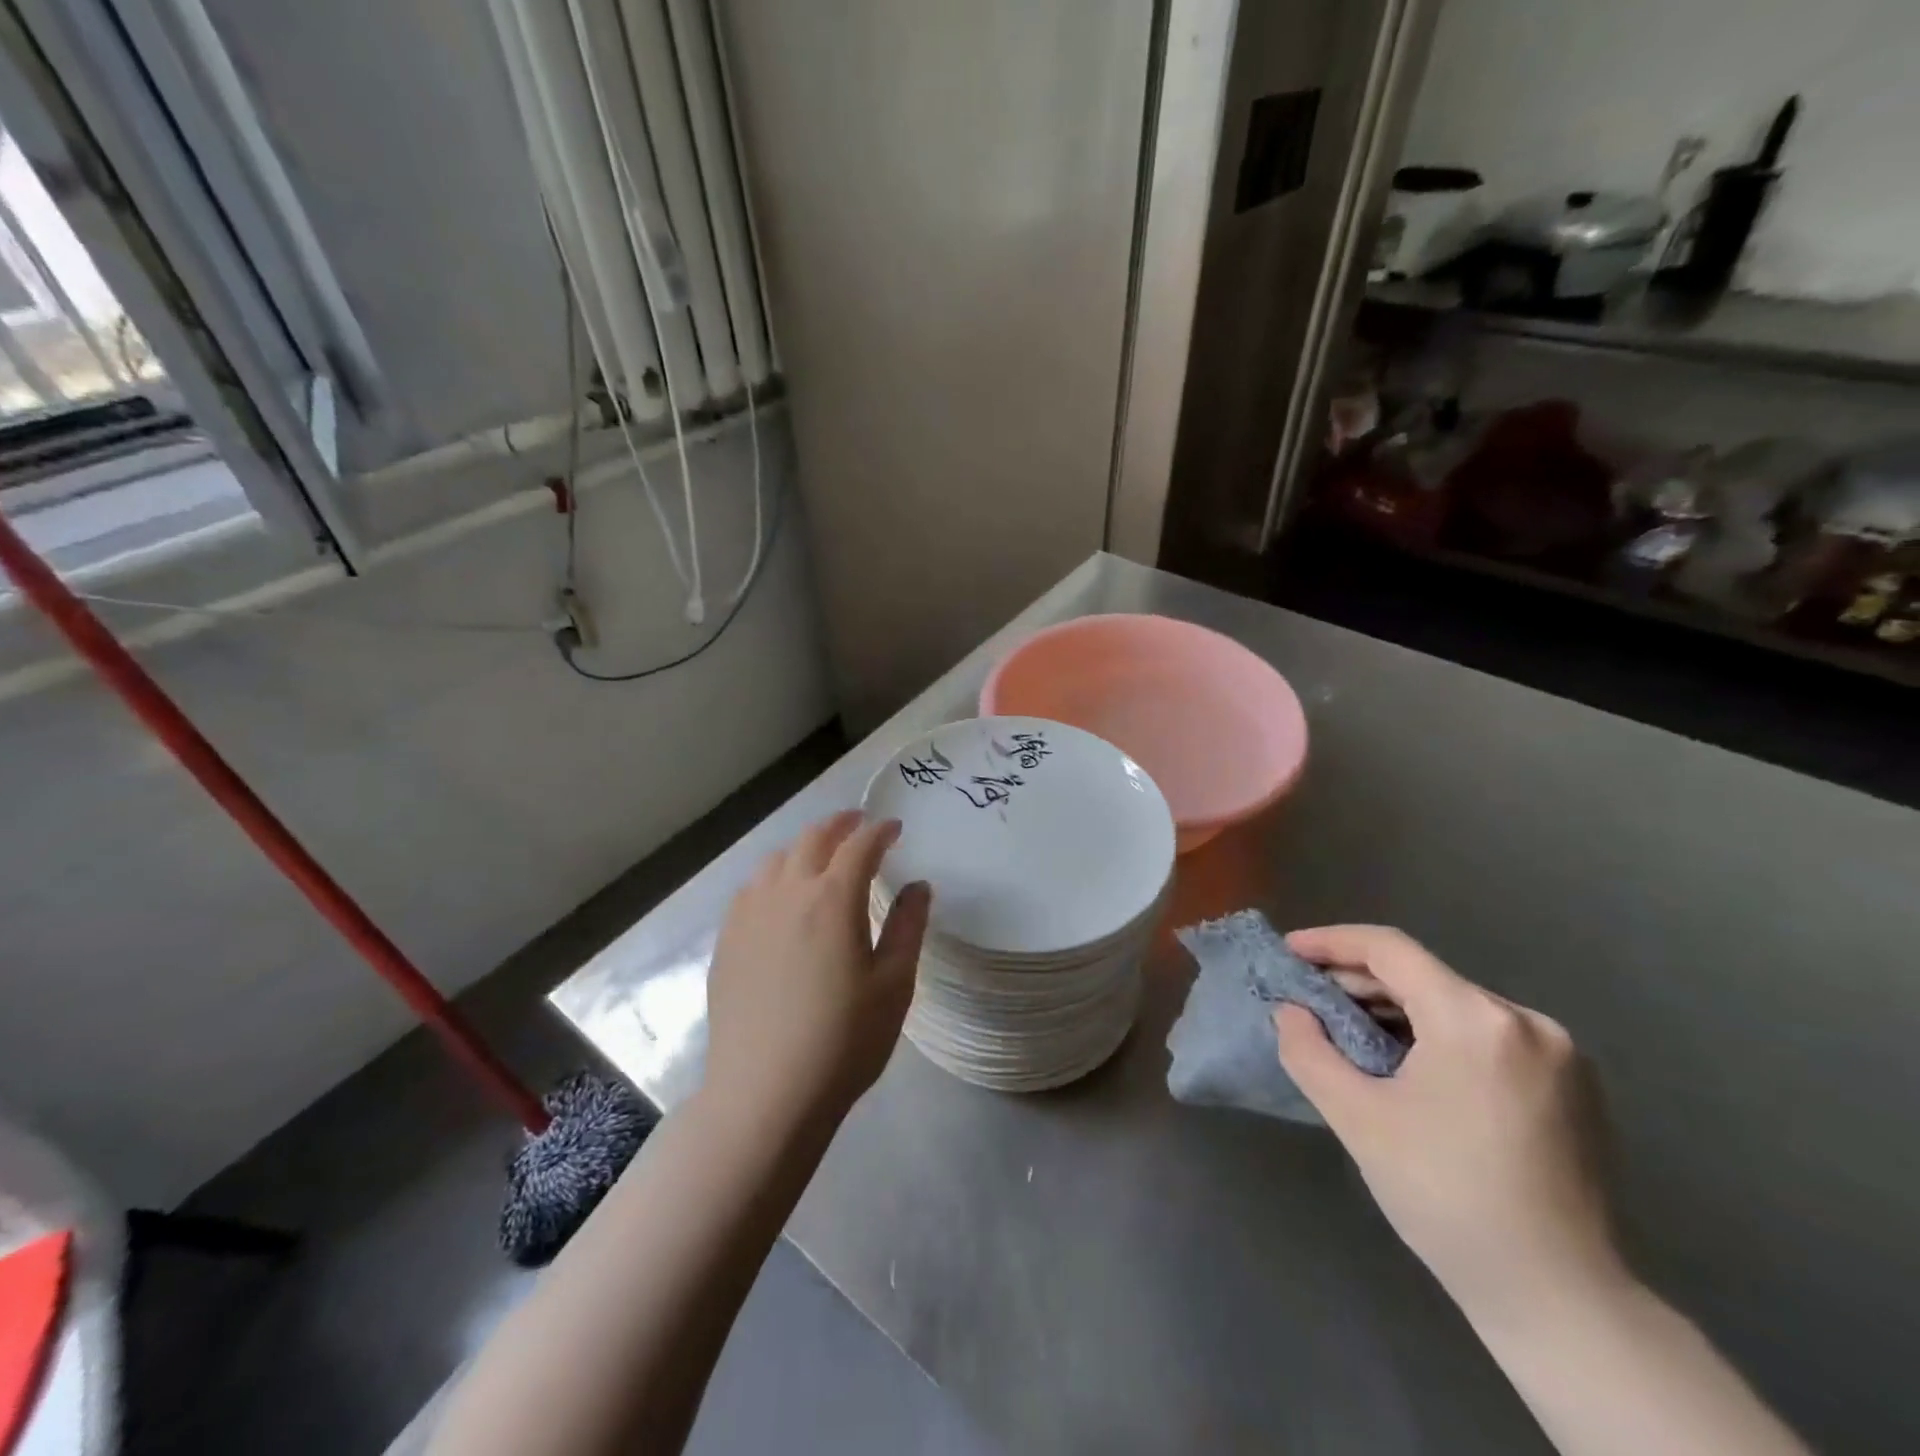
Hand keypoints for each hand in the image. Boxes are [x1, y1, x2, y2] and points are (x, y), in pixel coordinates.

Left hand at [705, 812, 929, 1124]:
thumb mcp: (894, 985)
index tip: (895, 828)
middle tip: (859, 823)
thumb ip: (907, 927)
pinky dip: (774, 875)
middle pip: (813, 839)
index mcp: (833, 900)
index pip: (860, 846)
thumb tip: (918, 886)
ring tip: (821, 856)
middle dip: (840, 824)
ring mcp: (750, 915)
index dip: (880, 831)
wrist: (766, 1094)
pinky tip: (781, 895)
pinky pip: (751, 888)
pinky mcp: (727, 940)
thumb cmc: (844, 1041)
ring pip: (776, 859)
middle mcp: (787, 893)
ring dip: (804, 847)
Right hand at [1274, 925, 1624, 1326]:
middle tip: (1309, 1000)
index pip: (1389, 949)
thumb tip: (1290, 1011)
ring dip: (1395, 1009)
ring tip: (1349, 1031)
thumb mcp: (1357, 1118)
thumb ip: (1308, 1050)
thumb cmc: (1445, 1197)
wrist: (1558, 1297)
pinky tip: (1407, 1063)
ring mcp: (1557, 1051)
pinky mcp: (1571, 1083)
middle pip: (1423, 975)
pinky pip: (1485, 1032)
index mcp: (1475, 1020)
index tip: (1288, 953)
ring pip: (1453, 1003)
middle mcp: (1524, 1020)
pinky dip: (1436, 1033)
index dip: (1331, 942)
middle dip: (1358, 981)